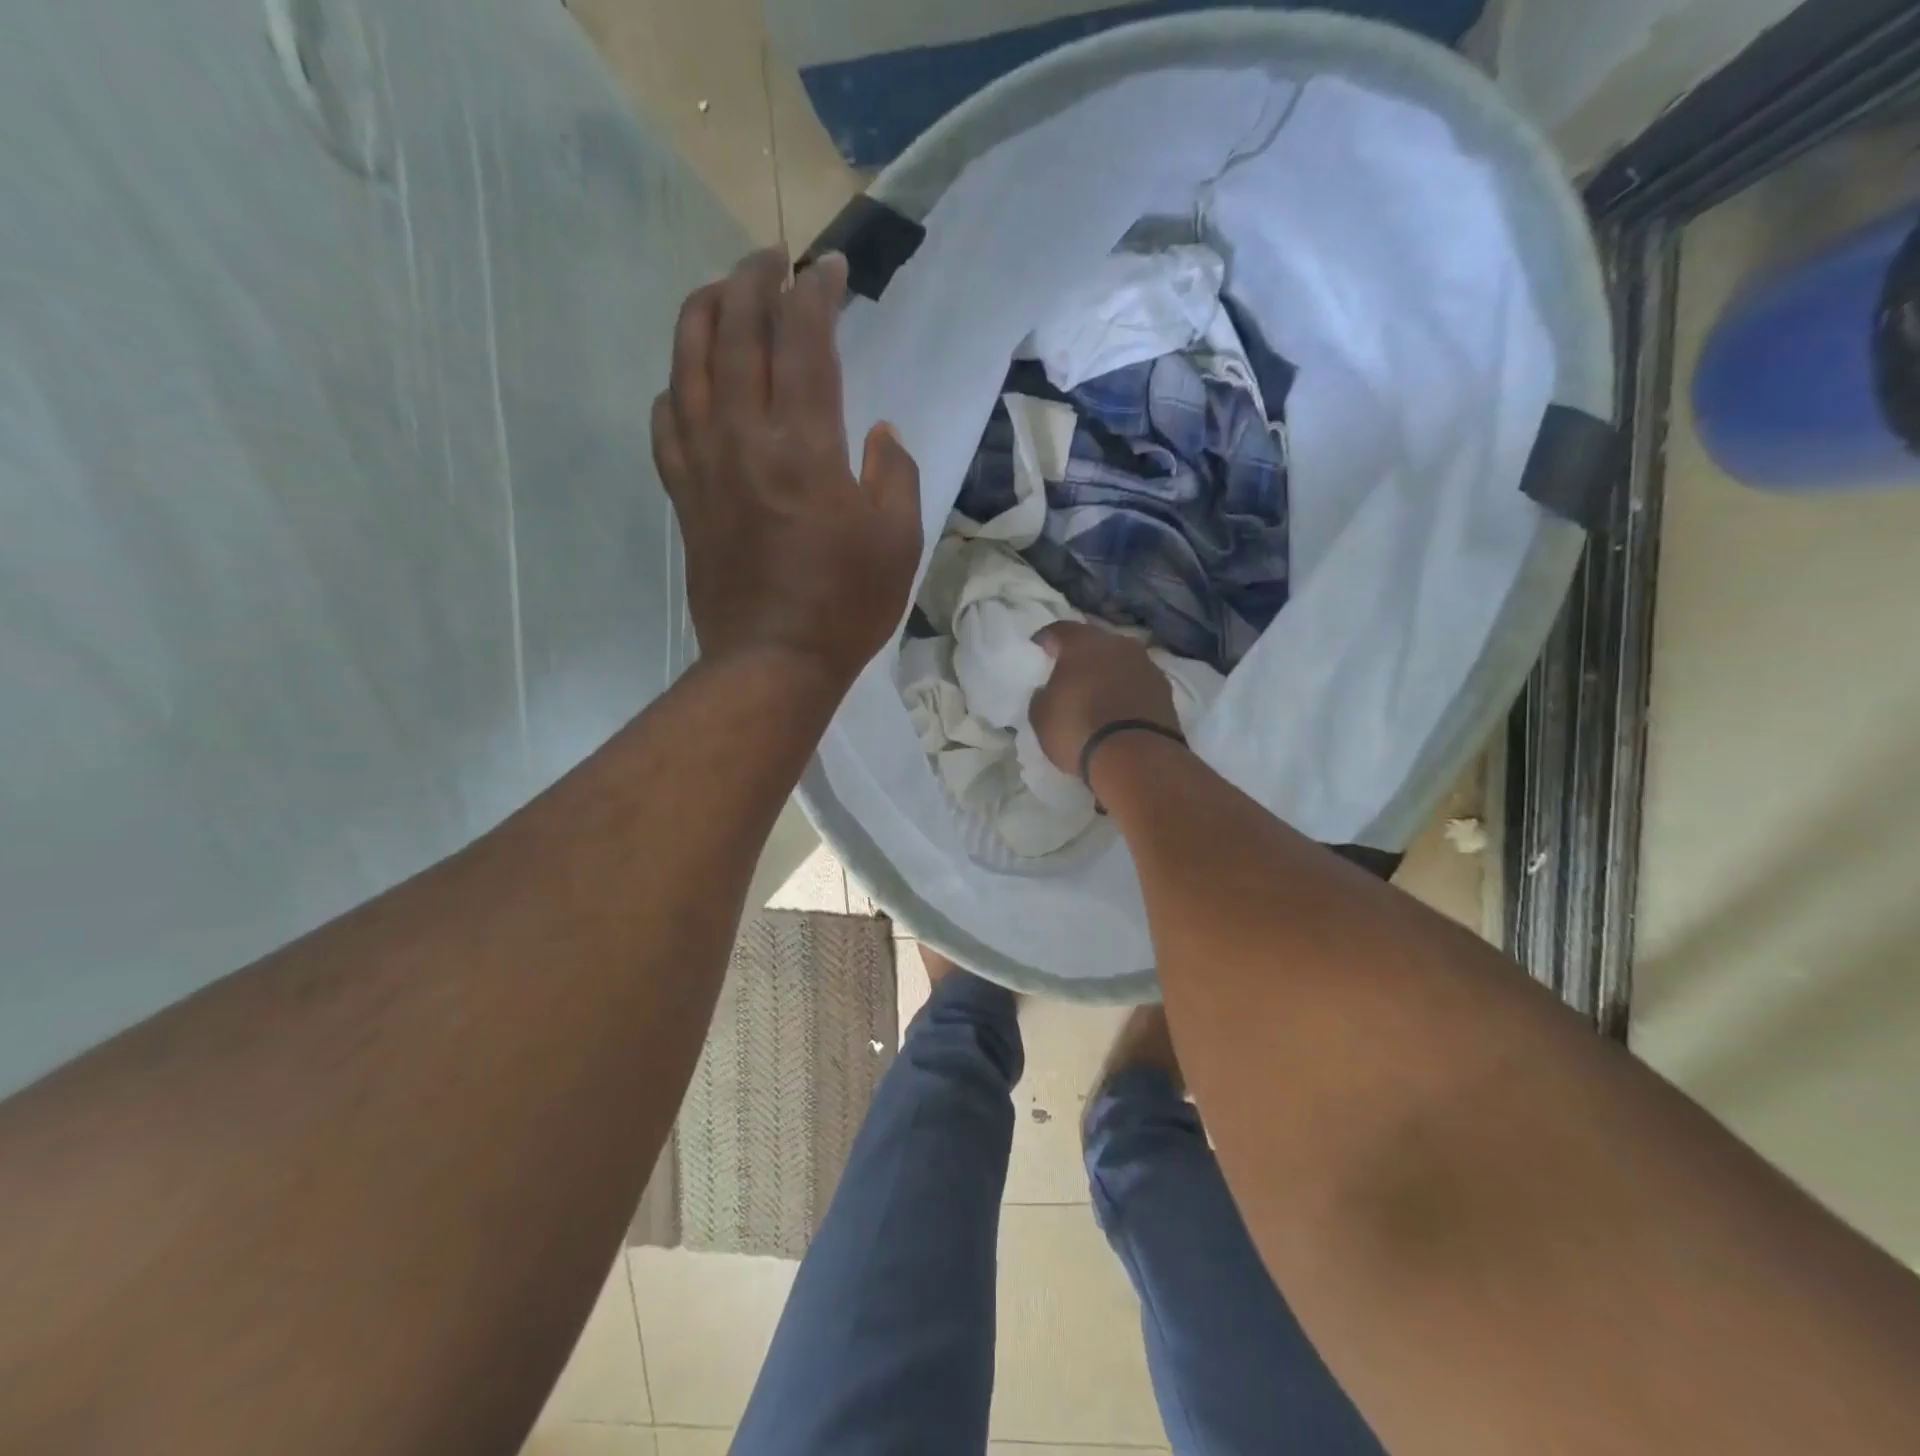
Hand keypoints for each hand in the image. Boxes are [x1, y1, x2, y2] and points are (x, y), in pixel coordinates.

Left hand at [653, 248, 922, 686]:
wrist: (773, 661)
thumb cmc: (846, 604)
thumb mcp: (898, 539)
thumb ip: (895, 473)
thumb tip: (878, 434)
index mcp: (804, 442)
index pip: (803, 337)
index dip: (817, 291)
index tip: (830, 269)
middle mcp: (744, 435)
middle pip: (735, 330)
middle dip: (754, 280)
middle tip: (773, 260)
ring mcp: (704, 463)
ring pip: (688, 362)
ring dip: (704, 312)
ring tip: (722, 292)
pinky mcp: (683, 494)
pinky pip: (667, 421)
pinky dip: (675, 386)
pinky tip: (688, 381)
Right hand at [1029, 623, 1178, 774]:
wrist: (1137, 758)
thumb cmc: (1078, 730)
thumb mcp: (1040, 716)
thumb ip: (1042, 695)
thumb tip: (1048, 691)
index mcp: (1082, 643)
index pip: (1059, 630)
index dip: (1045, 641)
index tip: (1038, 652)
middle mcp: (1117, 644)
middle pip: (1094, 642)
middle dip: (1080, 655)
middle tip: (1068, 674)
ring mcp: (1146, 664)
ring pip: (1120, 661)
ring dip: (1108, 672)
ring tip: (1097, 694)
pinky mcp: (1165, 689)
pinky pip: (1138, 682)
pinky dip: (1127, 690)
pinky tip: (1120, 709)